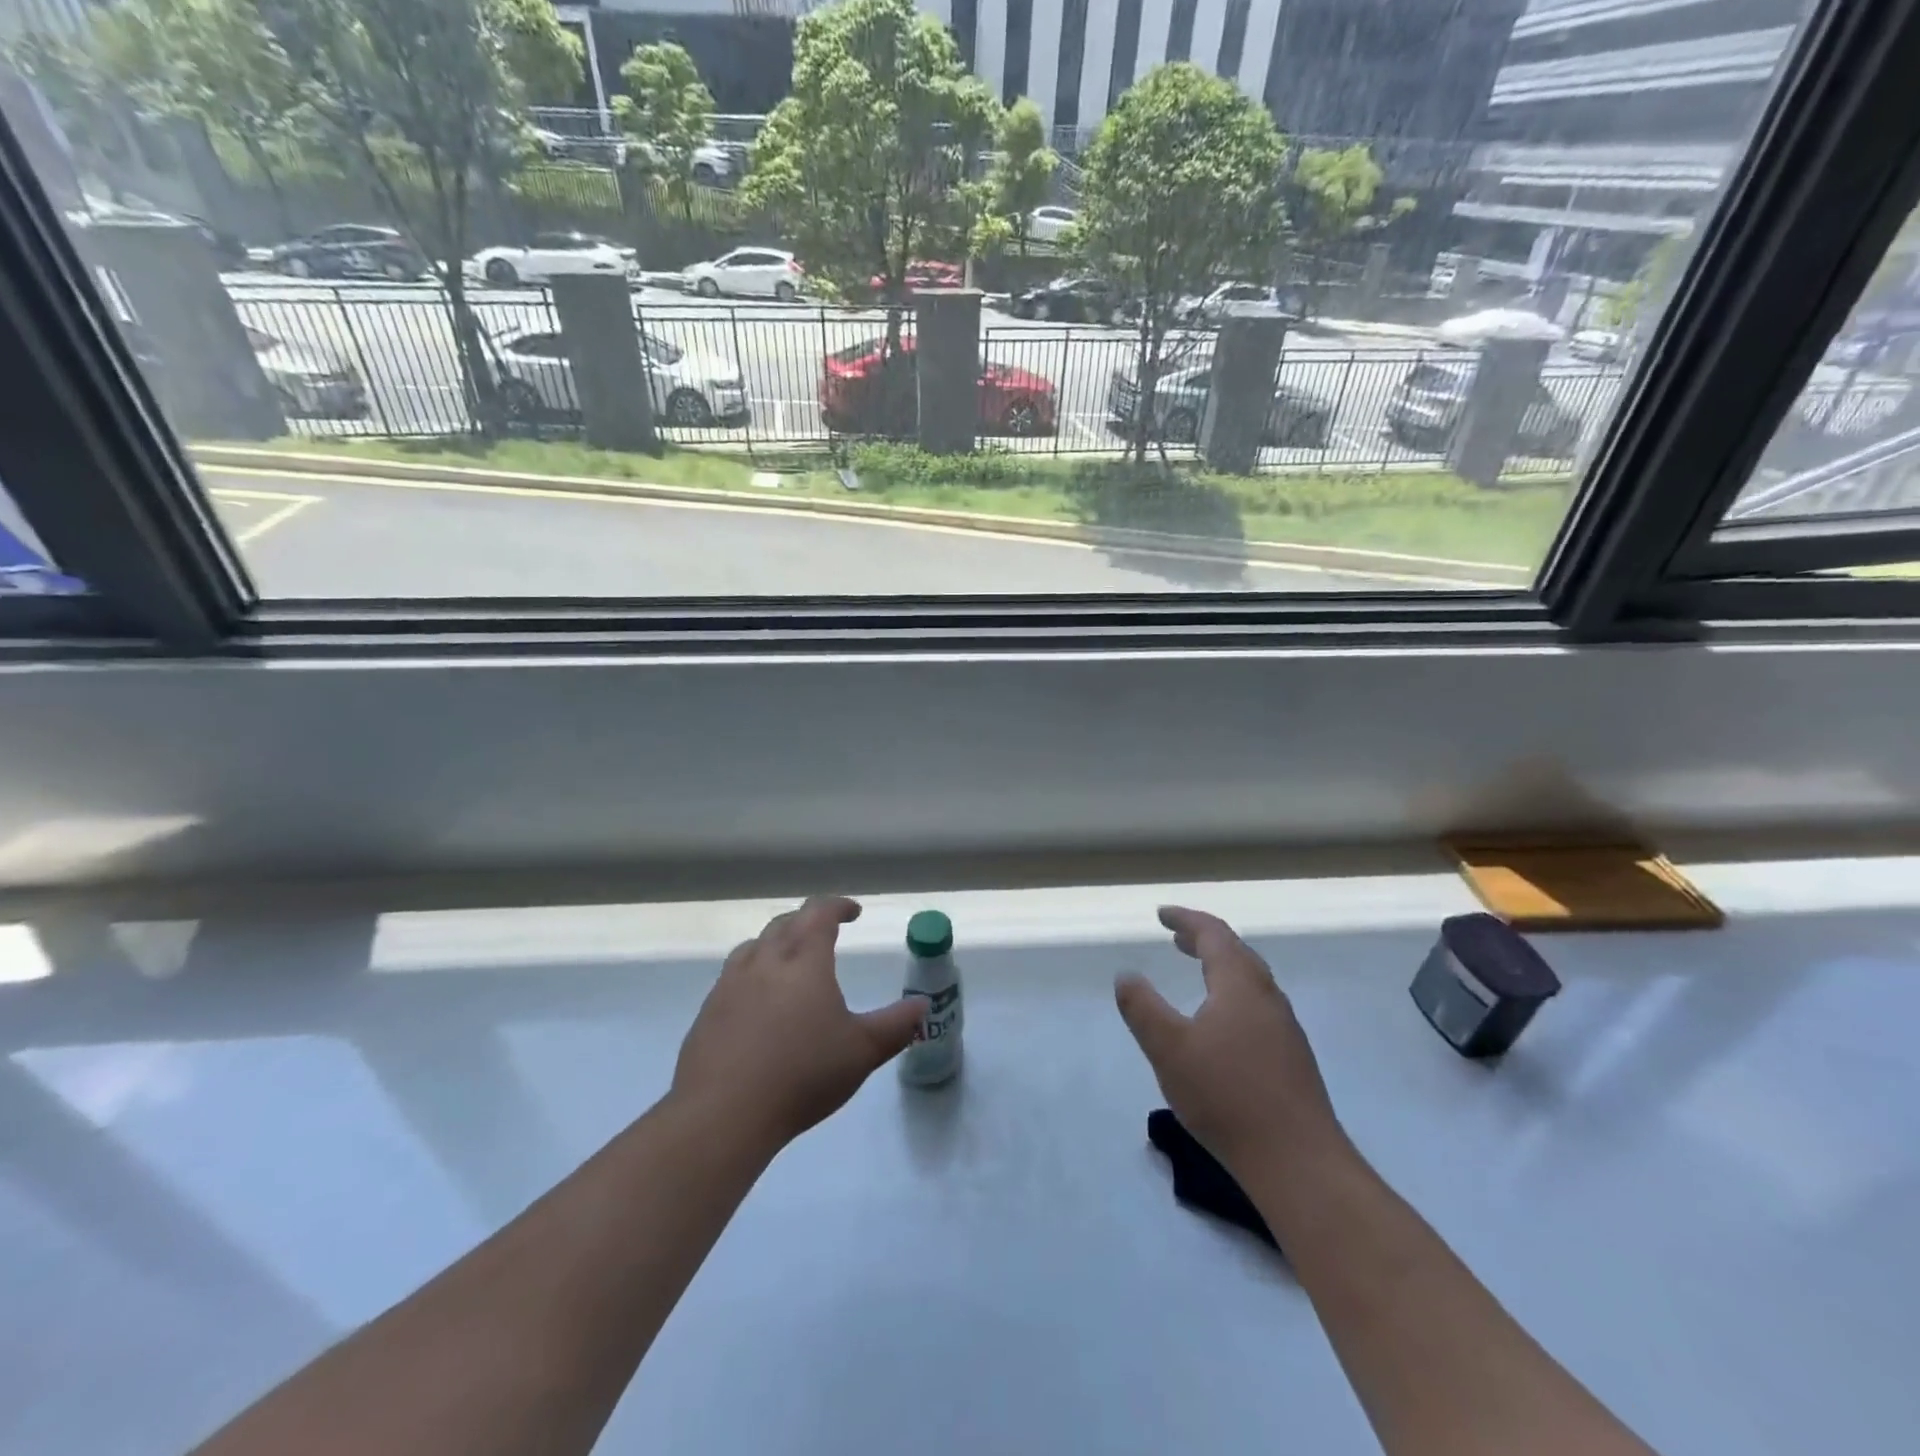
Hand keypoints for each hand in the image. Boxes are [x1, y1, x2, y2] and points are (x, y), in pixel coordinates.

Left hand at [671, 895, 926, 1153]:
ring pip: (754, 946)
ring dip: (776, 943)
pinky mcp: (708, 1012)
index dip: (838, 906)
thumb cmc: (803, 1074)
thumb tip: (923, 1006)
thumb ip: (896, 1026)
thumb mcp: (862, 1051)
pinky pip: (733, 977)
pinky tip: (758, 1004)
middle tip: (825, 932)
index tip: (853, 912)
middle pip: (785, 924)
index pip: (819, 913)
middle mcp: (764, 960)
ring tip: (790, 961)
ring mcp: (730, 984)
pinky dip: (753, 974)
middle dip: (808, 921)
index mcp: (803, 959)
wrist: (723, 1114)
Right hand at [1116, 906, 1343, 1173]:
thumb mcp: (1168, 1048)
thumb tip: (1126, 976)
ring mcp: (1285, 1029)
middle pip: (1237, 953)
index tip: (1161, 915)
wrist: (1298, 1161)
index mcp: (1240, 984)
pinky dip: (1232, 994)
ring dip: (1221, 967)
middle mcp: (1268, 998)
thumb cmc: (1226, 1095)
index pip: (1213, 934)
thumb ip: (1142, 1008)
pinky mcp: (1292, 1058)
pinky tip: (1221, 1023)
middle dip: (1204, 940)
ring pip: (1251, 981)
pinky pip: (1257, 1006)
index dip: (1186, 920)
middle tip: (1176, 938)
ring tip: (1197, 972)